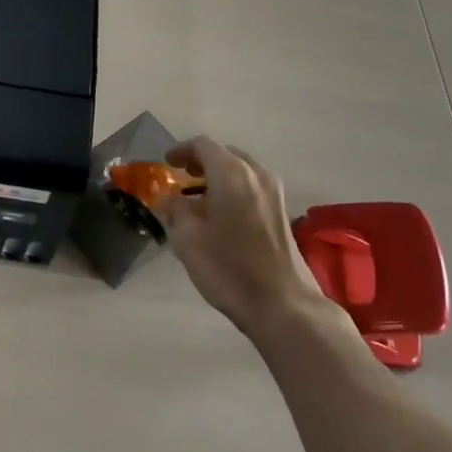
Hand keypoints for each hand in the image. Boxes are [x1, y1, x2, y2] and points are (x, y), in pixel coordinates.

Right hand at [158, 137, 348, 342]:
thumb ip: (174, 210)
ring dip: (218, 176)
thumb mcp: (187, 239)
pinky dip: (234, 189)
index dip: (181, 150)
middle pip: (224, 154)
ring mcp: (274, 192)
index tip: (167, 164)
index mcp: (231, 172)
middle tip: (182, 178)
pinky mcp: (282, 212)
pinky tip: (222, 214)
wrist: (283, 305)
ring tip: (199, 198)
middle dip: (201, 162)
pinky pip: (252, 186)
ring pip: (241, 170)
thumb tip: (169, 198)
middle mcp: (256, 174)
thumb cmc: (228, 268)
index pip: (203, 145)